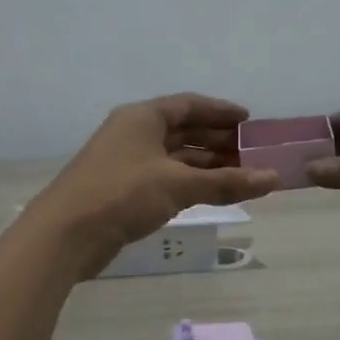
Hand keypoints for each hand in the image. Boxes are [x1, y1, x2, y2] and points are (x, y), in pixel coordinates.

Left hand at [28, 94, 280, 276]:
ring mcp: (126, 162)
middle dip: (217, 141)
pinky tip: (211, 193)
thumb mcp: (178, 185)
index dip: (220, 111)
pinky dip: (190, 183)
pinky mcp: (123, 190)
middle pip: (183, 130)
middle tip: (252, 153)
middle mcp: (134, 134)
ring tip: (241, 175)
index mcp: (142, 117)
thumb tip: (273, 179)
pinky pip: (165, 178)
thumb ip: (226, 182)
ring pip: (174, 157)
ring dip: (206, 165)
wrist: (65, 234)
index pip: (188, 105)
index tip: (249, 121)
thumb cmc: (122, 194)